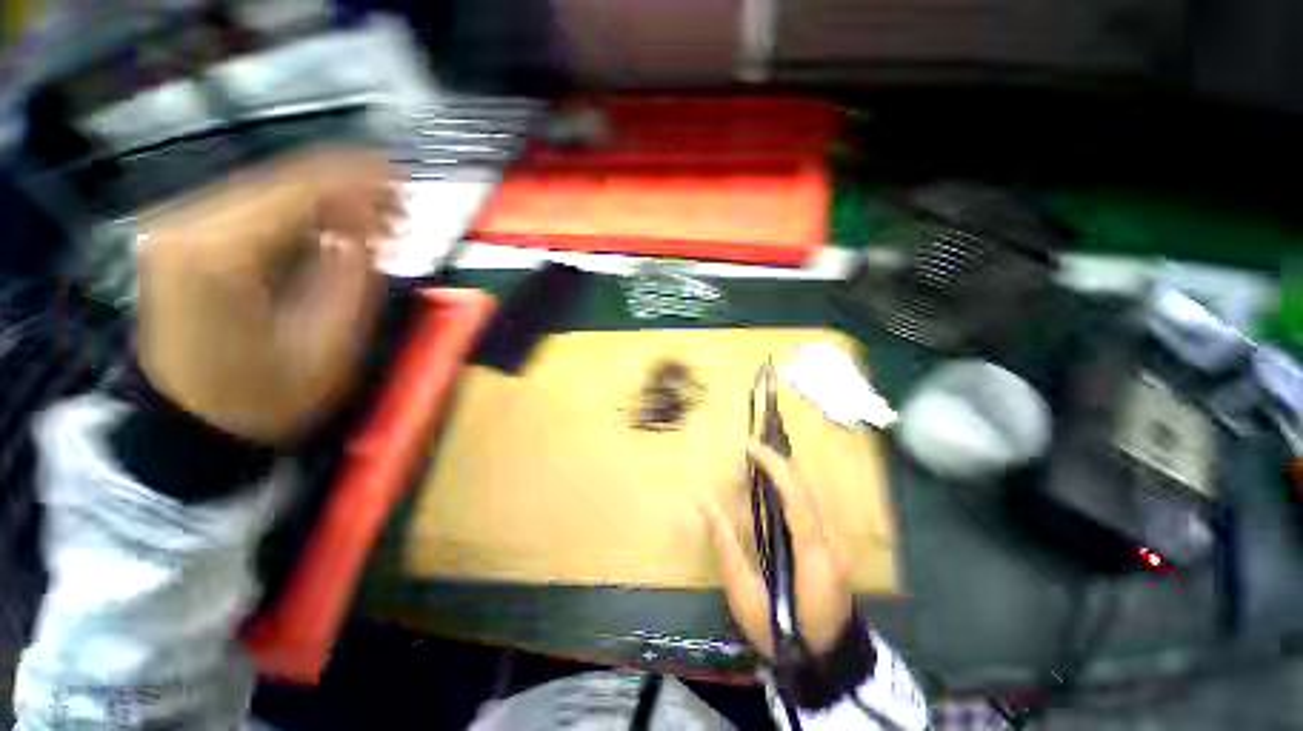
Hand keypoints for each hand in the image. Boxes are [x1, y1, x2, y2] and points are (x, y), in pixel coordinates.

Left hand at [137, 148, 398, 444]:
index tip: (407, 185)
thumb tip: (370, 224)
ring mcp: (180, 225)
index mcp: (219, 253)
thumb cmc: (267, 395)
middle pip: (282, 179)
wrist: (193, 423)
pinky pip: (254, 205)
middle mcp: (188, 223)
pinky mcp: (185, 235)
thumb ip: (352, 275)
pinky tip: (334, 228)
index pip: (299, 190)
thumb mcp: (328, 343)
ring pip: (269, 187)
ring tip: (377, 224)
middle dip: (349, 188)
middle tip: (401, 212)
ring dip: (329, 199)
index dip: (360, 182)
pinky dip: (302, 211)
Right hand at [704, 443, 854, 658]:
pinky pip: (811, 505)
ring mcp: (838, 542)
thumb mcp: (745, 596)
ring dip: (783, 474)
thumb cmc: (783, 634)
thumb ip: (726, 546)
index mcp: (814, 554)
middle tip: (748, 454)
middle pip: (807, 488)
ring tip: (756, 466)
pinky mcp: (835, 545)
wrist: (829, 662)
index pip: (797, 496)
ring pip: (810, 493)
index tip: (751, 448)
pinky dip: (789, 489)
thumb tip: (705, 502)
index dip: (775, 466)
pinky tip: (771, 490)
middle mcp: (832, 540)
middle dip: (778, 463)